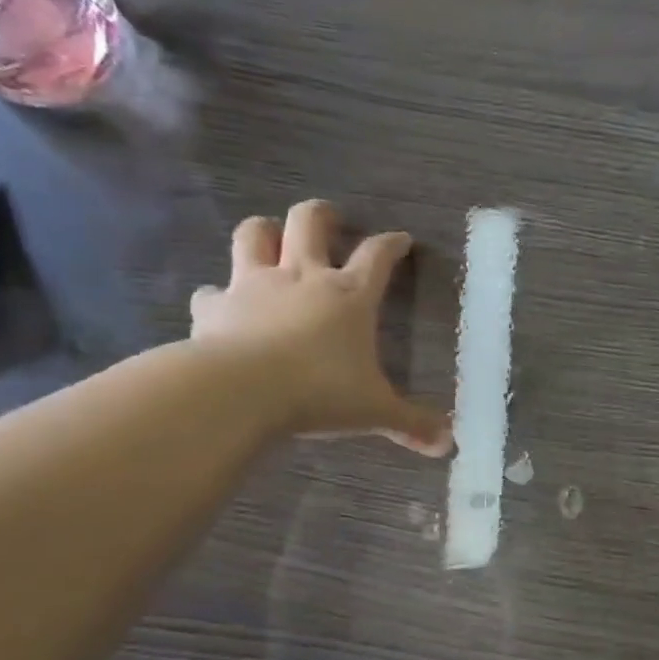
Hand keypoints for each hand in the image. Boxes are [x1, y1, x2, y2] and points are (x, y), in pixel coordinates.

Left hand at [189, 202, 450, 454]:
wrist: (241, 391)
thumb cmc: (320, 392)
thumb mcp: (375, 411)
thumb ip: (411, 424)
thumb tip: (447, 444)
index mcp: (349, 296)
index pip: (378, 256)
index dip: (392, 244)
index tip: (401, 240)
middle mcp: (302, 277)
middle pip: (309, 222)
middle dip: (322, 215)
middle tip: (331, 219)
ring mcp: (253, 285)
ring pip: (254, 234)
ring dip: (264, 231)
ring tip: (271, 239)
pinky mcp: (214, 306)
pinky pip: (211, 291)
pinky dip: (218, 295)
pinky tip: (222, 307)